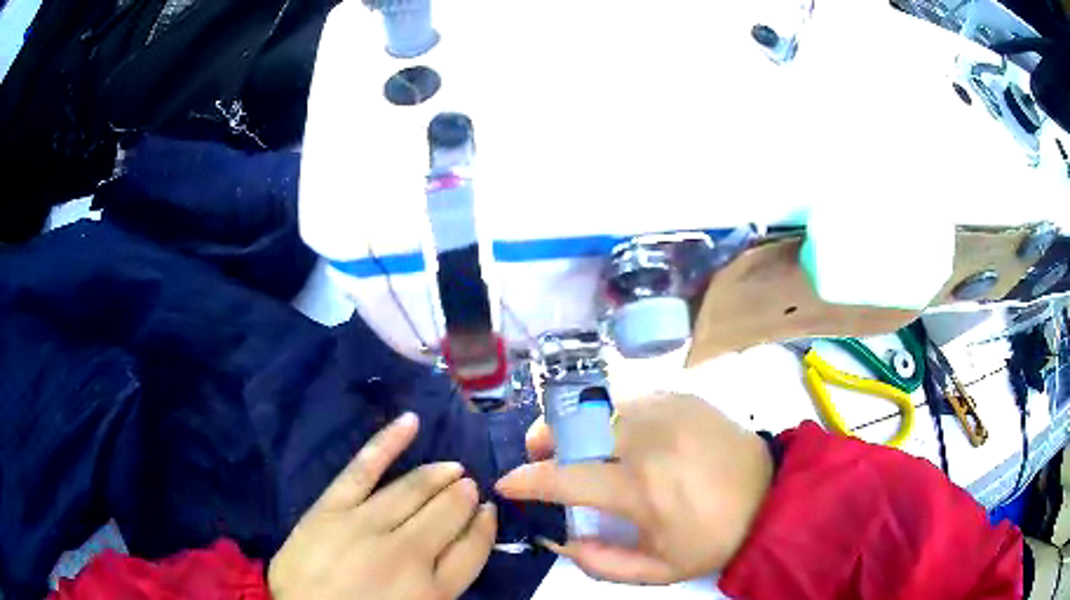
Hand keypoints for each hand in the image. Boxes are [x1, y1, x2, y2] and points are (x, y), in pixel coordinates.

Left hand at [269, 413, 496, 599]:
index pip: (472, 548)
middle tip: (470, 487)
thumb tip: (456, 552)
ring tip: (453, 468)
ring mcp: (368, 524)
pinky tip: (411, 422)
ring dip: (439, 476)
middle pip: (447, 514)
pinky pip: (364, 468)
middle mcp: (408, 552)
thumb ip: (440, 587)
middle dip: (463, 497)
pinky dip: (388, 442)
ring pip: (414, 490)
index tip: (488, 512)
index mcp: (432, 589)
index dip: (483, 528)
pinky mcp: (333, 506)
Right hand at [496, 393, 772, 584]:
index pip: (564, 478)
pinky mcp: (683, 397)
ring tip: (576, 441)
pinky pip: (631, 399)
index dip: (527, 480)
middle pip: (574, 425)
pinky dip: (612, 414)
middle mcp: (648, 440)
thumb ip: (602, 563)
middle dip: (544, 437)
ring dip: (576, 424)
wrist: (770, 496)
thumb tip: (561, 539)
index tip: (508, 483)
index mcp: (641, 488)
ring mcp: (667, 410)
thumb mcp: (659, 570)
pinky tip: (620, 432)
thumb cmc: (714, 537)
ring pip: (599, 406)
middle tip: (538, 453)